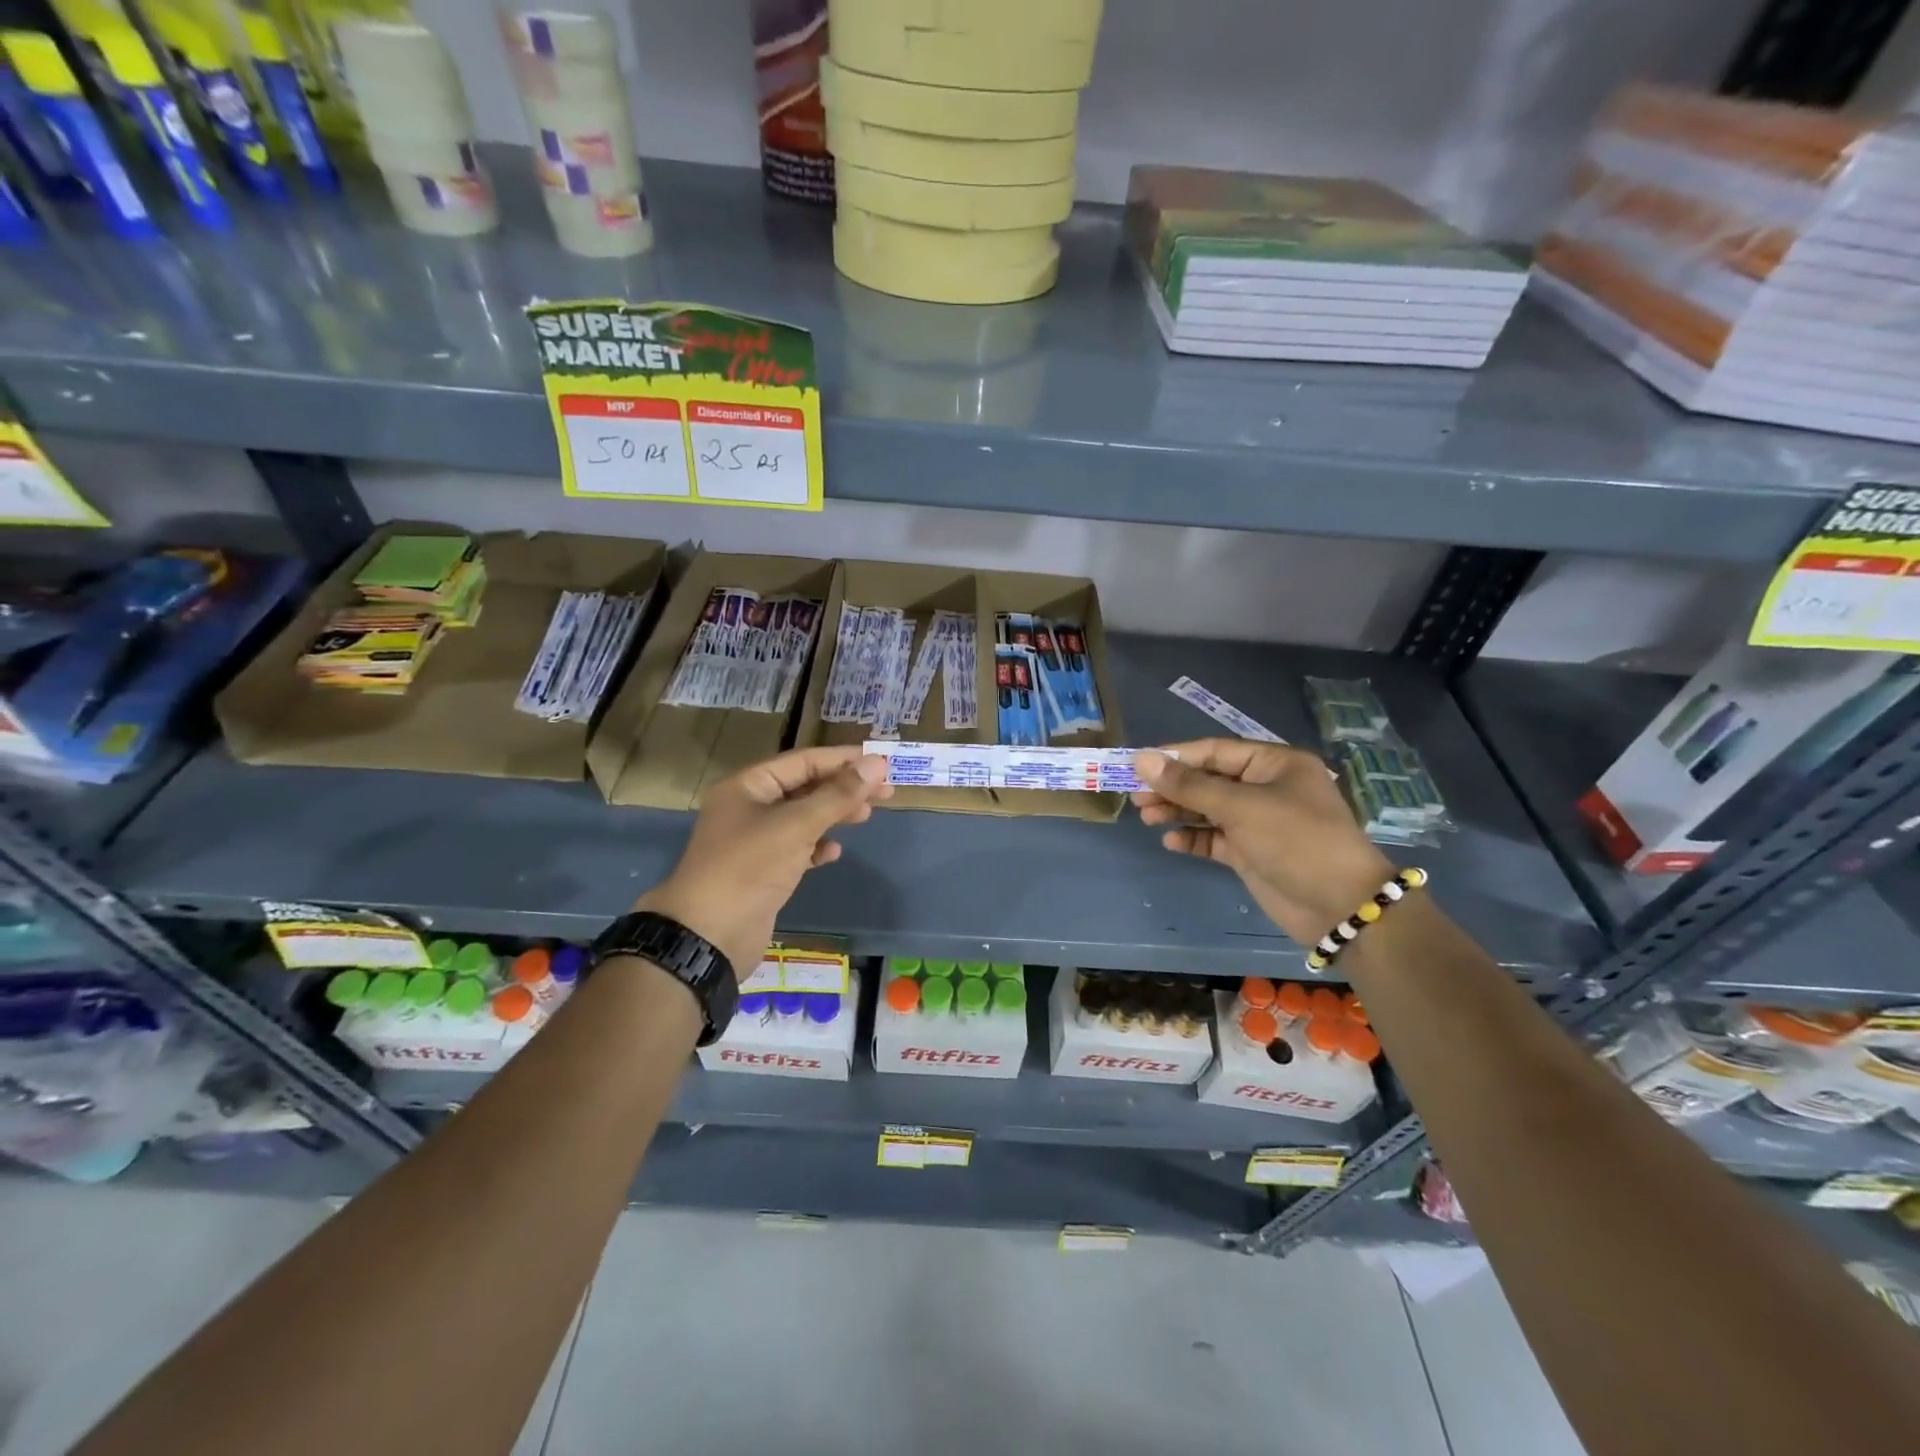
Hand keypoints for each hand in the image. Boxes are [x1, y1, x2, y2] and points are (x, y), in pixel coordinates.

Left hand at [637, 746, 892, 976]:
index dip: (843, 760)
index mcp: (749, 786)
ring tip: (866, 817)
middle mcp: (749, 808)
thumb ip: (838, 794)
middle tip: (886, 792)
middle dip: (844, 788)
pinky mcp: (762, 872)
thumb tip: (876, 764)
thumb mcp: (797, 825)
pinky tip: (834, 853)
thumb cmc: (750, 867)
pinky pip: (796, 849)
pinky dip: (817, 847)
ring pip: (803, 818)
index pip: (804, 761)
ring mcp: (754, 841)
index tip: (882, 762)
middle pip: (805, 787)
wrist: (708, 935)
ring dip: (834, 815)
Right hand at [1132, 739, 1394, 945]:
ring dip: (1177, 811)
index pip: (1214, 751)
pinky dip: (1192, 838)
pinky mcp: (1252, 852)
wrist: (1340, 906)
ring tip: (1145, 816)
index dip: (1175, 757)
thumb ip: (1189, 785)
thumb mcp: (1241, 807)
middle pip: (1208, 780)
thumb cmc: (1295, 841)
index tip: (1137, 765)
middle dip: (1172, 787)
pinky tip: (1170, 840)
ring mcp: (1259, 821)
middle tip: (1136, 796)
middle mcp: (1266, 788)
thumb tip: (1142, 759)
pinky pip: (1214, 838)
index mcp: (1274, 764)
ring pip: (1208, 809)